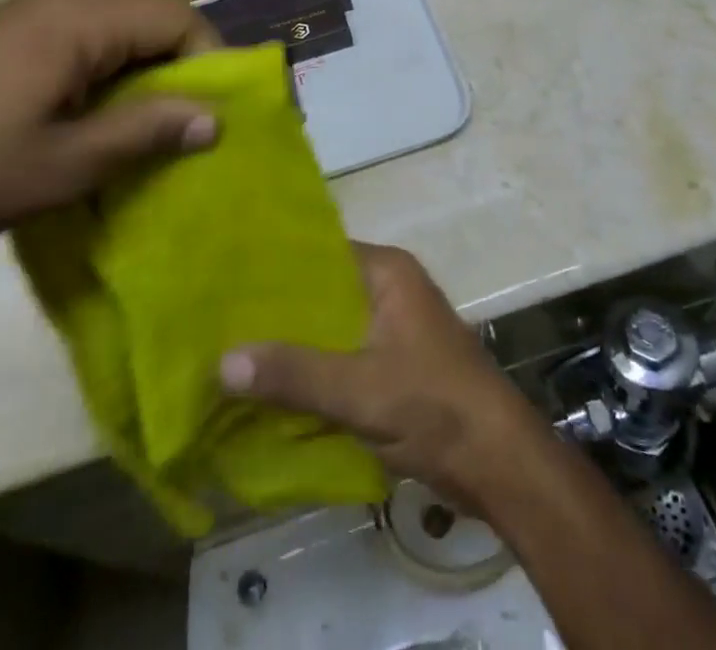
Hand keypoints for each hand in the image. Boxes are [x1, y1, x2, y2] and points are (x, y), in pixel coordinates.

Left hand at [0, 0, 221, 258]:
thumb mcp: (65, 163)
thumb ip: (145, 132)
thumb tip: (214, 120)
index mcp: (77, 22)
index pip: (176, 19)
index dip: (210, 61)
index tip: (214, 116)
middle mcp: (56, 6)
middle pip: (146, 23)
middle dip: (176, 72)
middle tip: (182, 131)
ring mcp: (23, 21)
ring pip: (112, 37)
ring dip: (137, 79)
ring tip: (138, 135)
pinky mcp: (0, 42)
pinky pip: (76, 48)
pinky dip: (101, 80)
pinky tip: (85, 126)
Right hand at [219, 244, 544, 506]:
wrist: (499, 463)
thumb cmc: (435, 405)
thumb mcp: (359, 389)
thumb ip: (294, 372)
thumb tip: (222, 360)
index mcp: (386, 272)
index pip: (319, 252)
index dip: (274, 265)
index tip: (225, 280)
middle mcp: (389, 289)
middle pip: (321, 293)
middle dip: (276, 311)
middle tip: (217, 322)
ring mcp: (392, 328)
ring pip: (329, 328)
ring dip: (292, 345)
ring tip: (231, 353)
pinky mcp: (393, 365)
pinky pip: (340, 357)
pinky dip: (312, 371)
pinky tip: (270, 388)